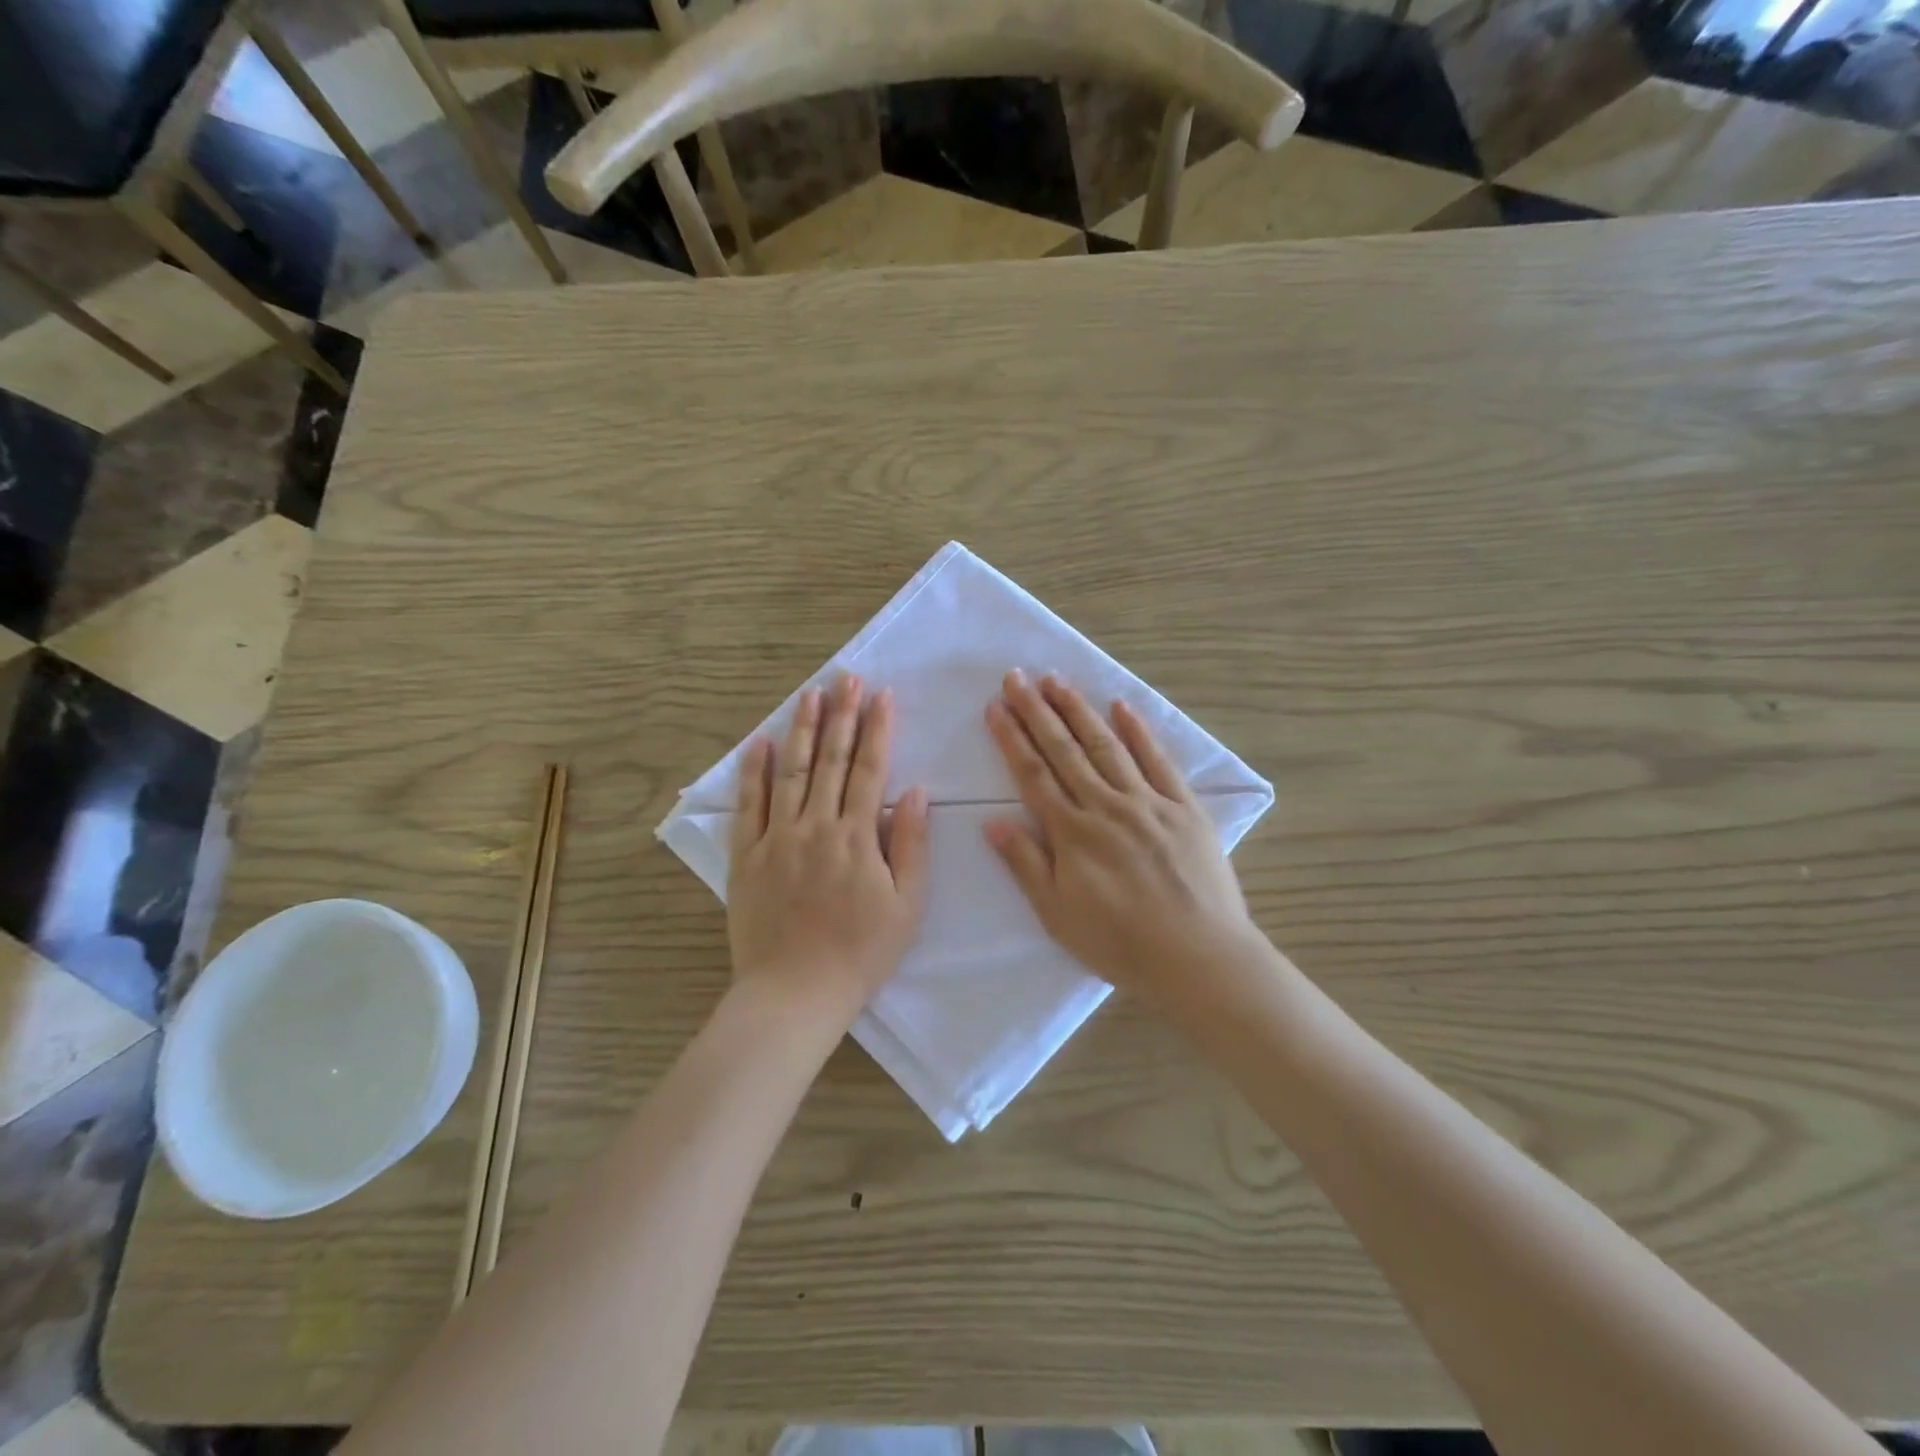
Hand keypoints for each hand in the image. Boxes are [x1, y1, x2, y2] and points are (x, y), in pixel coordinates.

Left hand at [729, 673, 929, 1021]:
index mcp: (857, 836)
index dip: (878, 728)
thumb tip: (914, 792)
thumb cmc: (861, 953)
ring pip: (789, 771)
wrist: (795, 992)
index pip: (869, 769)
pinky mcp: (747, 856)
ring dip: (800, 729)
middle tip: (846, 678)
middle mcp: (816, 826)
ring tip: (810, 694)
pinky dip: (753, 772)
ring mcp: (777, 838)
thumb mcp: (907, 906)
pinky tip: (757, 742)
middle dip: (841, 715)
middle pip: (830, 759)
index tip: (883, 695)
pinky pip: (749, 805)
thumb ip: (911, 845)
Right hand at [984, 670, 1259, 1011]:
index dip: (1012, 738)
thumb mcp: (1057, 914)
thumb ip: (1026, 864)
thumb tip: (993, 822)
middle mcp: (1105, 806)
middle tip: (1017, 677)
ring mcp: (1147, 802)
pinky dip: (1139, 732)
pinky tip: (1122, 706)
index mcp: (1072, 832)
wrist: (1198, 957)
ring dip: (1079, 711)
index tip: (995, 707)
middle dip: (1037, 711)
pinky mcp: (1184, 808)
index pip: (1033, 774)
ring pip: (1106, 746)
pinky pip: (1158, 761)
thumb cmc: (1120, 943)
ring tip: (1057, 681)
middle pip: (1064, 750)